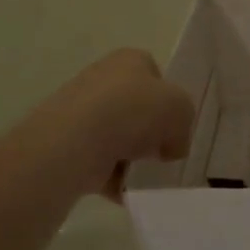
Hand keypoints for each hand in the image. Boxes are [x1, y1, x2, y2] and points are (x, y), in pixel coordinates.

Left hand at [48, 49, 194, 201]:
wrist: (75, 142)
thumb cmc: (133, 111)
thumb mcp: (181, 109)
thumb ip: (184, 124)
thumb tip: (172, 146)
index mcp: (129, 60)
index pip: (154, 74)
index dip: (168, 99)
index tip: (174, 123)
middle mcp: (101, 79)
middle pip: (135, 107)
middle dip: (149, 132)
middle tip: (161, 152)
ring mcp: (80, 112)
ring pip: (116, 136)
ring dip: (131, 157)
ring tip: (143, 173)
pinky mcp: (66, 144)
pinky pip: (98, 162)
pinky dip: (113, 177)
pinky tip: (125, 189)